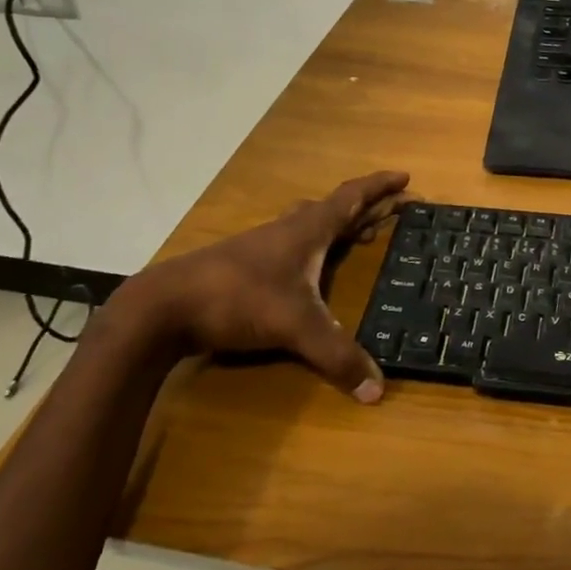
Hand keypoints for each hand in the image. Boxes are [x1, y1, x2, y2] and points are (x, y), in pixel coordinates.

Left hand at [111, 170, 410, 401]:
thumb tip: (378, 391)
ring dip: (341, 226)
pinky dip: (317, 247)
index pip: (353, 197)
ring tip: (363, 235)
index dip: (380, 186)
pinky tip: (313, 269)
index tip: (405, 177)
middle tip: (395, 211)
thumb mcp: (296, 327)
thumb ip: (338, 356)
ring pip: (312, 225)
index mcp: (309, 230)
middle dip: (369, 207)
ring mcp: (265, 246)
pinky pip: (295, 244)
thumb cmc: (239, 298)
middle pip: (336, 208)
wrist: (164, 306)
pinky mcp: (246, 265)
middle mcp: (289, 230)